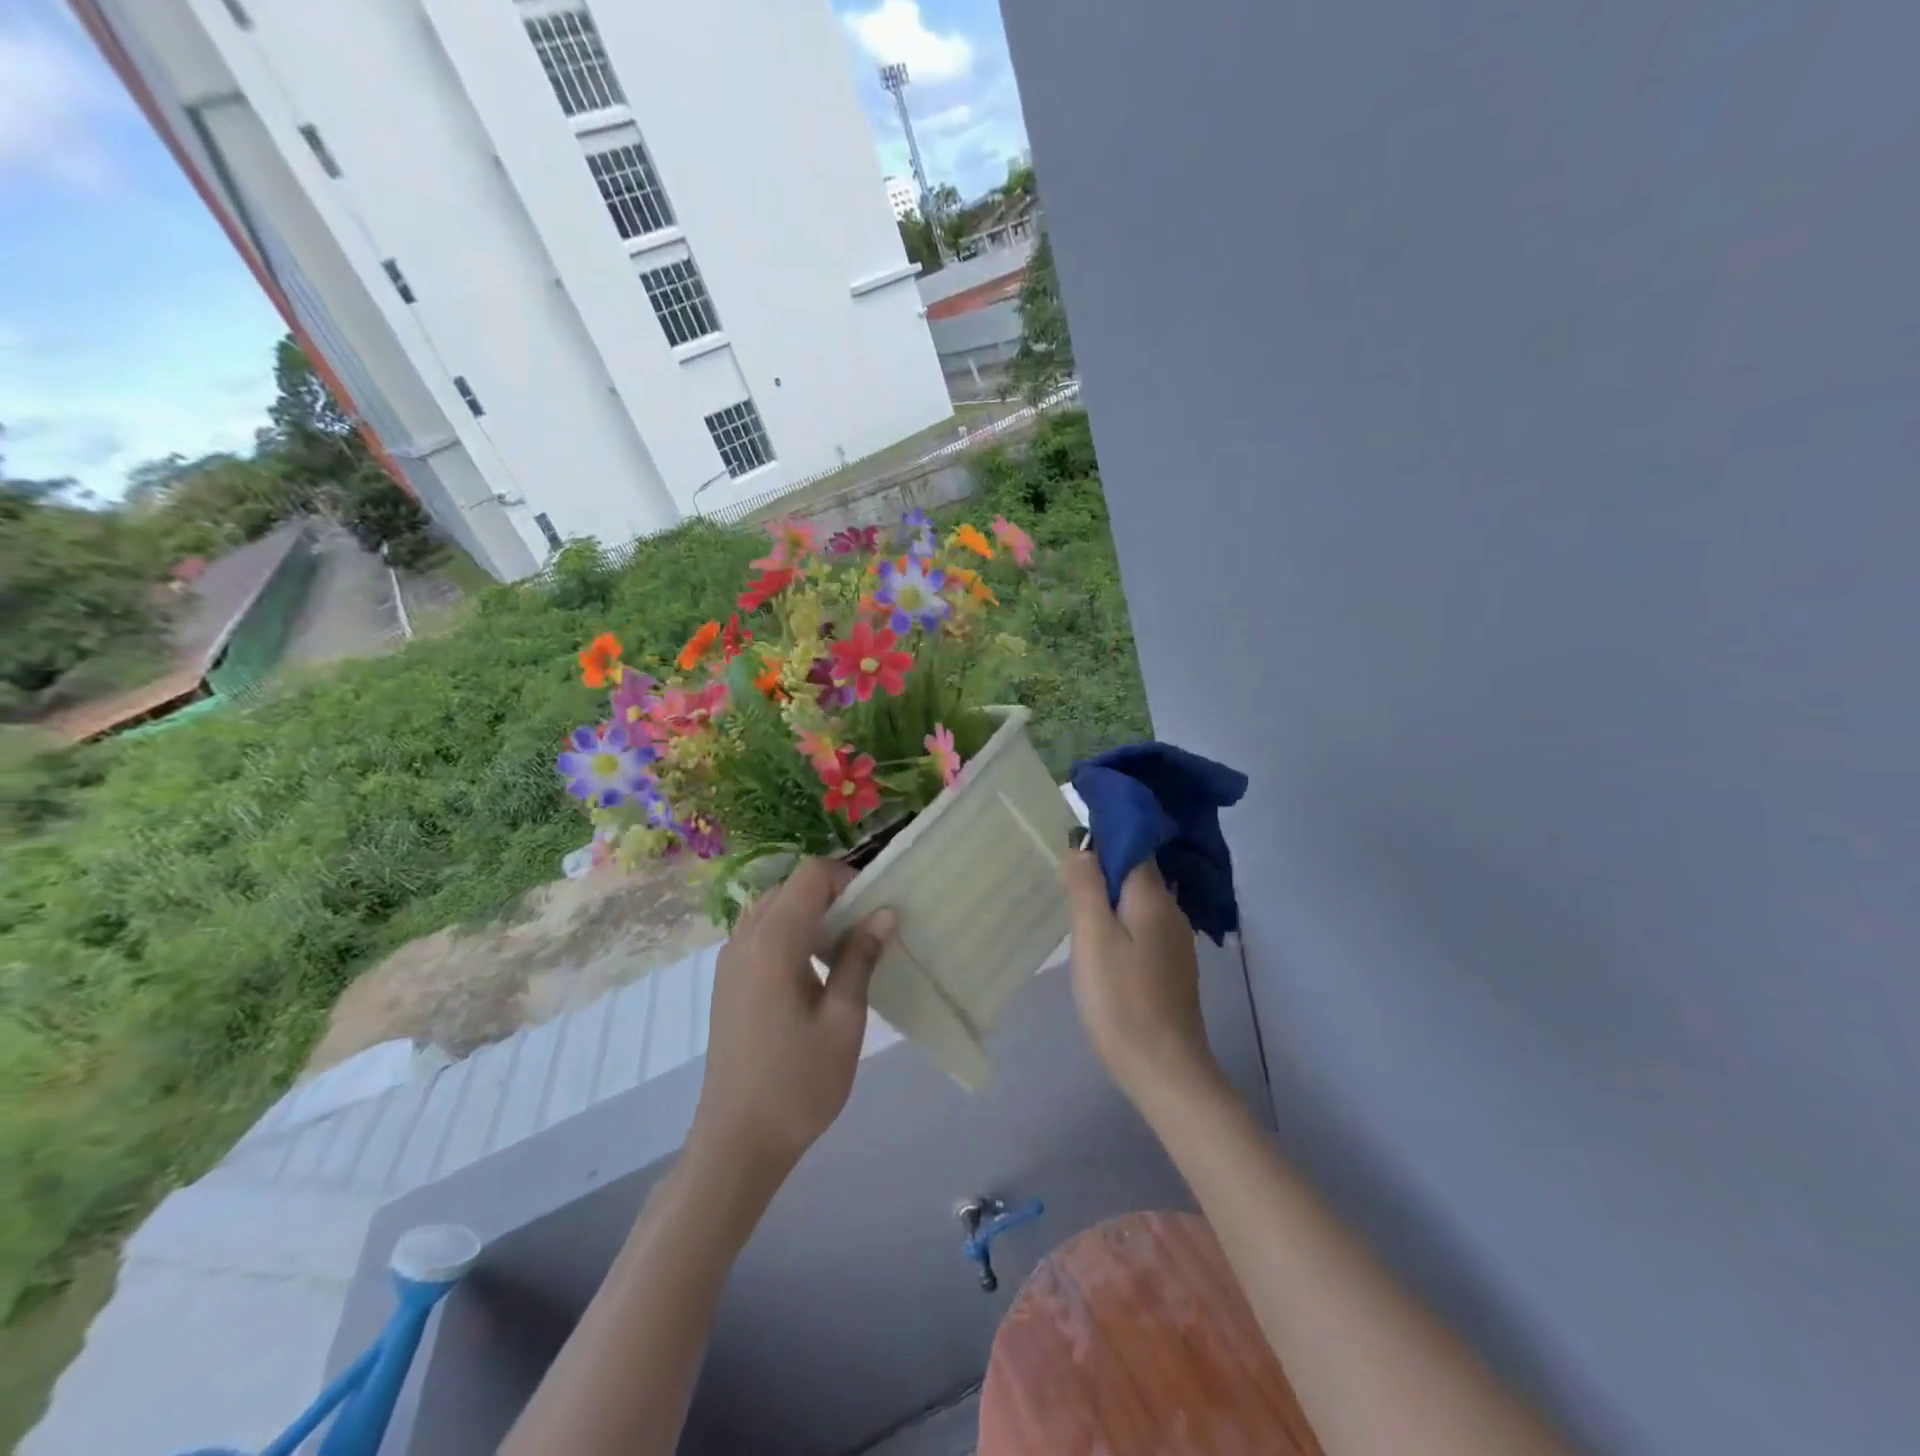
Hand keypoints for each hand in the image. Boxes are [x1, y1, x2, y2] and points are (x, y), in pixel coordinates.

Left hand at [691, 859, 895, 1177]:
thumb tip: (884, 912)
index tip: (875, 908)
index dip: (847, 878)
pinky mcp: (727, 980)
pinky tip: (813, 970)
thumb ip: (860, 958)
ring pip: (773, 907)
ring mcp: (730, 959)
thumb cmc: (798, 1084)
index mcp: (773, 942)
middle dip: (831, 893)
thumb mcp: (844, 1021)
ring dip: (810, 912)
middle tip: (866, 927)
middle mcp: (745, 939)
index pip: (810, 875)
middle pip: (790, 886)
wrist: (736, 1142)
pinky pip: (760, 932)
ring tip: (843, 948)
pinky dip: (790, 931)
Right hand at [1062, 849, 1220, 1106]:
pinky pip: (1143, 925)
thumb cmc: (1121, 1001)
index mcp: (1153, 897)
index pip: (1132, 844)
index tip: (1070, 843)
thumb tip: (1081, 843)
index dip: (1102, 836)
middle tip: (1064, 880)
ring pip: (1139, 900)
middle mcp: (1171, 910)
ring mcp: (1175, 940)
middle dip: (1102, 867)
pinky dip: (1121, 921)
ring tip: (1076, 909)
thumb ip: (1086, 886)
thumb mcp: (1093, 938)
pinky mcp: (1172, 966)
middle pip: (1136, 871)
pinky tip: (1101, 943)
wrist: (1165, 1071)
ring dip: (1110, 896)